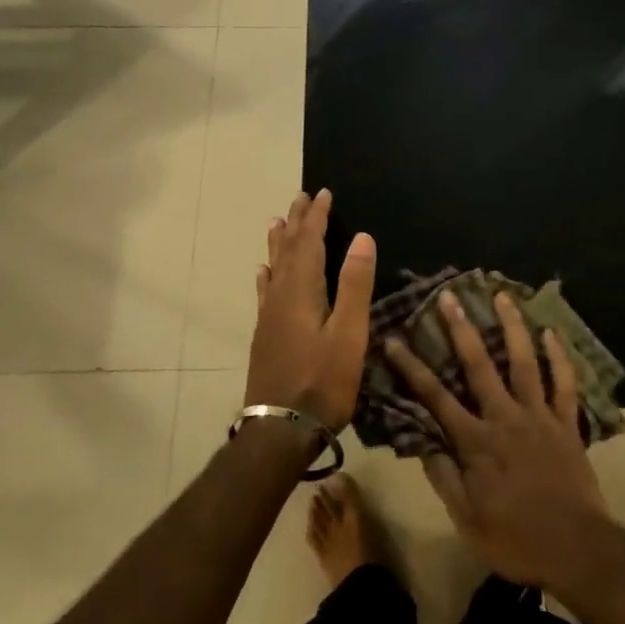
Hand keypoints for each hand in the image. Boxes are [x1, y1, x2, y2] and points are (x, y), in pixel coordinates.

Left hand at [247, 190, 375, 430]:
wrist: (281, 430)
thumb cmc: (322, 382)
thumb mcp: (349, 334)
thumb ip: (354, 285)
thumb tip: (362, 237)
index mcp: (302, 291)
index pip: (309, 242)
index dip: (316, 217)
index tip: (322, 193)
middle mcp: (280, 297)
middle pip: (288, 250)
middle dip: (296, 223)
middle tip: (299, 197)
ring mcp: (269, 317)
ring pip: (274, 269)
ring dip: (279, 244)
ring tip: (276, 222)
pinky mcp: (266, 336)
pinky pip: (265, 293)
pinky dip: (266, 276)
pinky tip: (263, 274)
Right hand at [386, 290, 613, 592]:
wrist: (578, 550)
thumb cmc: (517, 540)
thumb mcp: (467, 520)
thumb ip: (444, 478)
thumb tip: (421, 441)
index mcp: (476, 442)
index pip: (435, 397)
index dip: (412, 367)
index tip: (394, 339)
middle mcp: (505, 417)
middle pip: (479, 364)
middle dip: (461, 328)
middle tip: (449, 295)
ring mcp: (539, 416)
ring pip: (523, 362)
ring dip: (512, 327)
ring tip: (502, 296)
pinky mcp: (567, 423)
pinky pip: (564, 383)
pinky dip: (559, 357)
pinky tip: (552, 332)